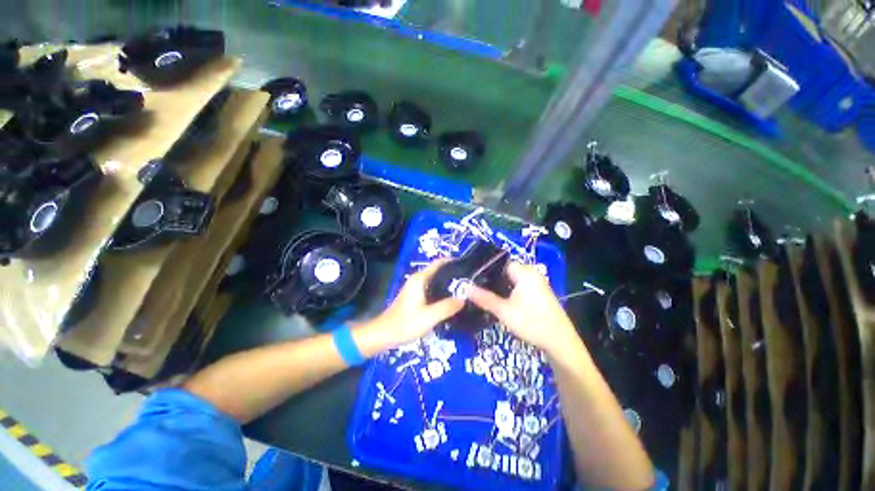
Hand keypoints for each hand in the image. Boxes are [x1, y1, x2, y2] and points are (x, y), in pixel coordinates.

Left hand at [373, 260, 463, 346]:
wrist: (385, 334)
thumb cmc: (406, 323)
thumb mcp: (429, 316)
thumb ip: (447, 307)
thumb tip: (464, 298)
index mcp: (420, 279)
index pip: (439, 263)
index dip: (453, 261)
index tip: (468, 265)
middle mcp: (418, 279)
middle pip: (438, 270)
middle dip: (453, 273)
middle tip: (470, 281)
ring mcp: (416, 287)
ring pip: (436, 280)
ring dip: (448, 282)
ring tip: (465, 289)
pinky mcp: (415, 296)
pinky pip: (432, 287)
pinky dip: (442, 289)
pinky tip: (451, 299)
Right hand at [469, 262, 580, 357]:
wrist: (560, 342)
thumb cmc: (531, 322)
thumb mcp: (504, 311)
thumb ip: (484, 298)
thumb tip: (465, 287)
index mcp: (524, 272)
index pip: (500, 263)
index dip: (486, 270)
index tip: (473, 279)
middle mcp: (532, 273)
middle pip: (506, 271)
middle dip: (492, 280)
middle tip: (477, 288)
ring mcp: (537, 283)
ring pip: (513, 280)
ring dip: (501, 287)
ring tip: (485, 295)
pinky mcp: (539, 293)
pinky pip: (520, 286)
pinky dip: (510, 291)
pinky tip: (502, 301)